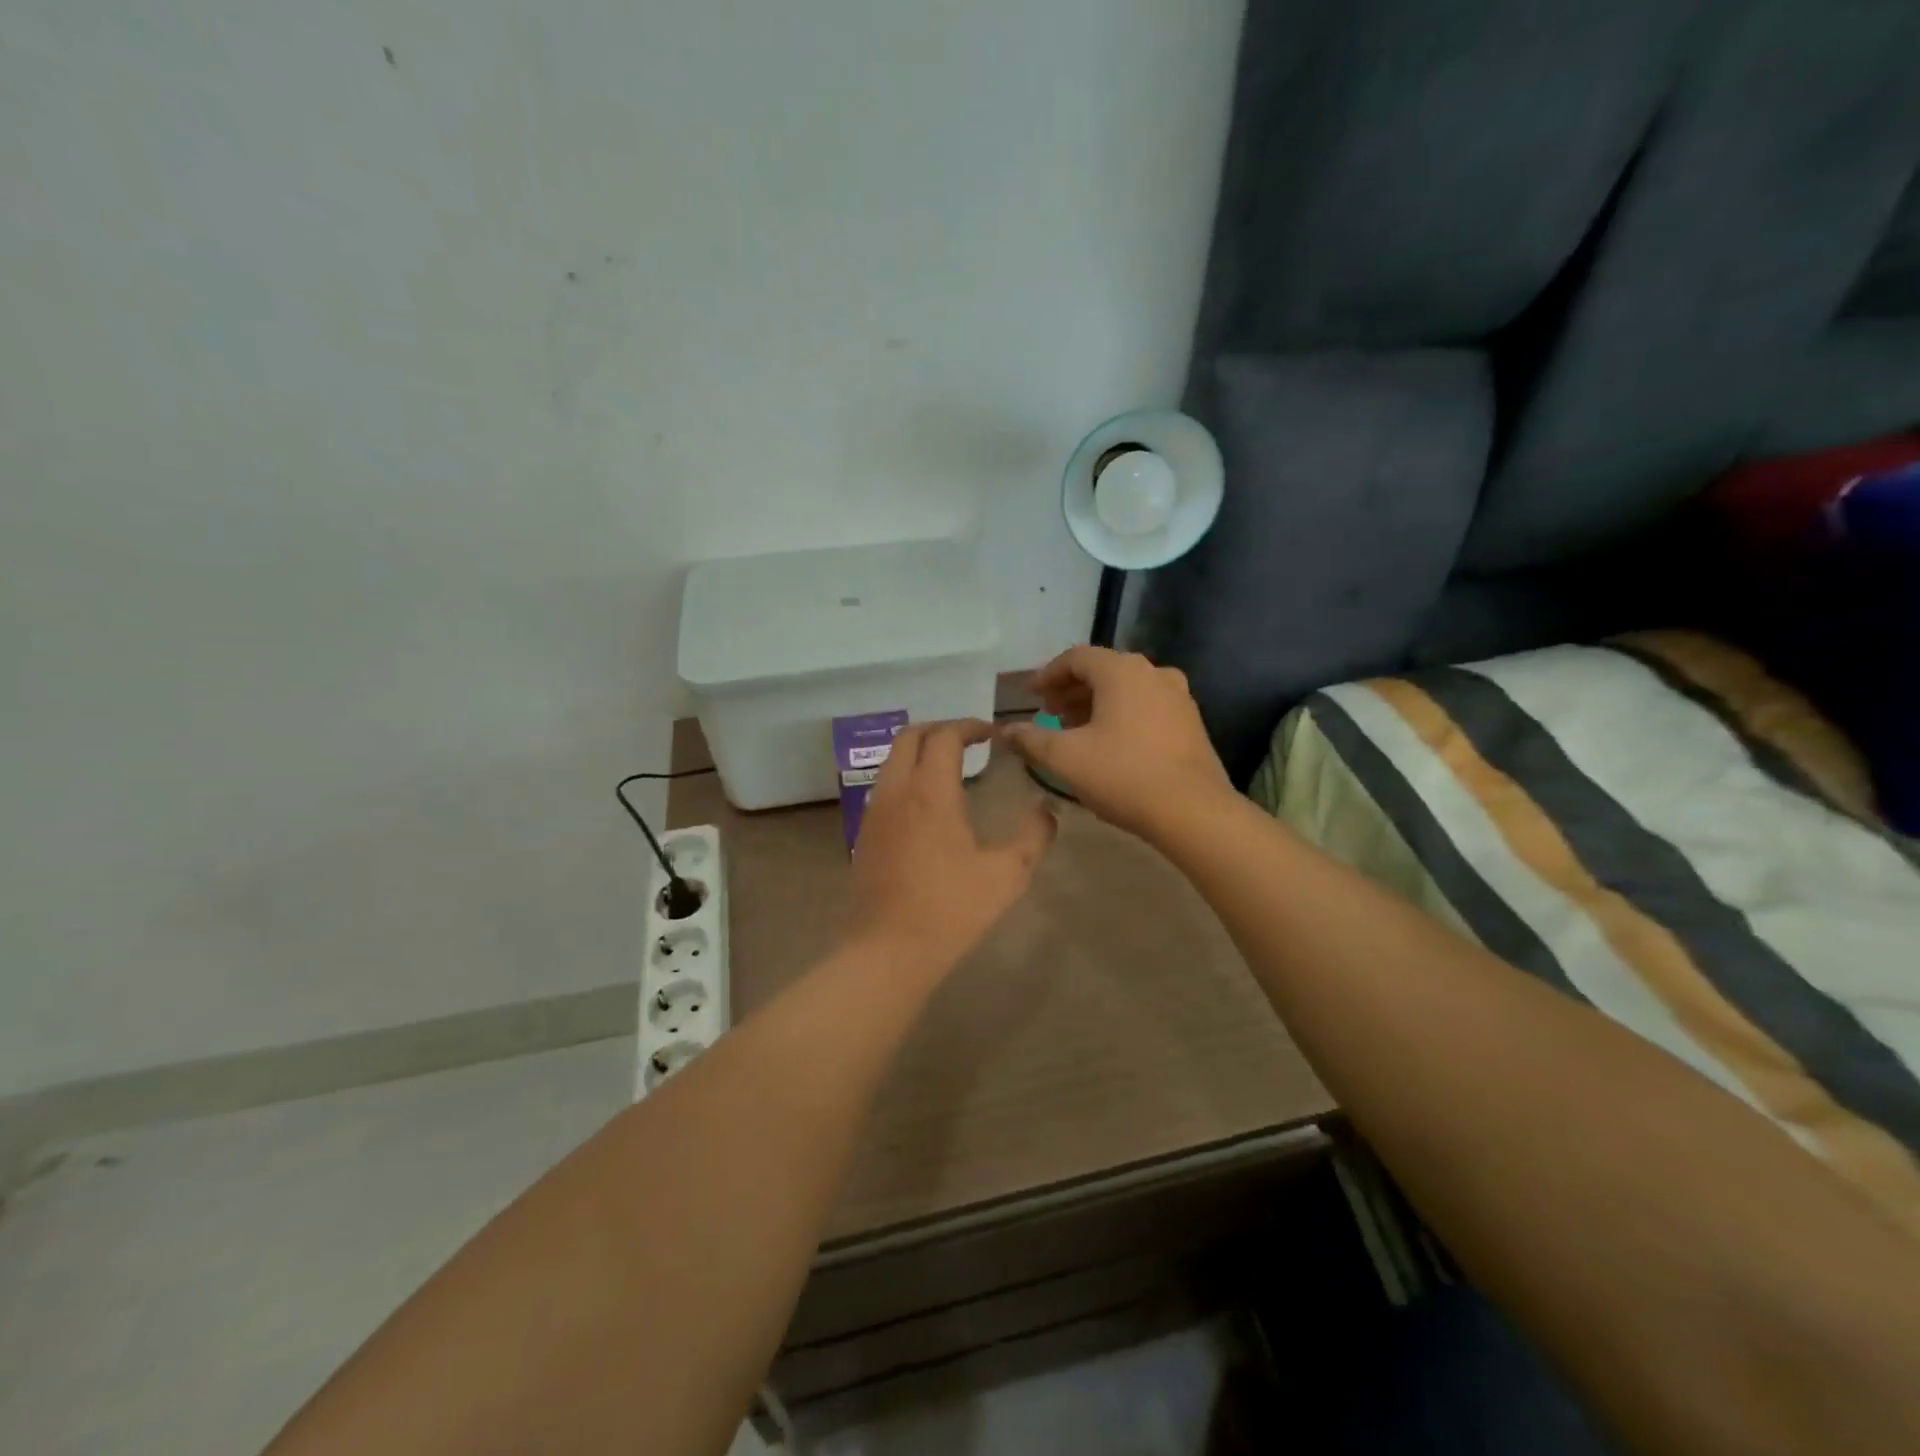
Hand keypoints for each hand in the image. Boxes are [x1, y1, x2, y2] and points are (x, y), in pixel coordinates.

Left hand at [844, 720, 1057, 977]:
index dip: (970, 726)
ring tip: (950, 768)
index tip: (992, 734)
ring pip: (892, 760)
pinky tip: (927, 805)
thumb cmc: (951, 909)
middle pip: (909, 736)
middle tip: (969, 741)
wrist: (887, 950)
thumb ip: (1033, 837)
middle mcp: (897, 791)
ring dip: (919, 751)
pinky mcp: (864, 834)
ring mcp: (875, 812)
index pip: (945, 736)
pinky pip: (884, 786)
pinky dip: (906, 776)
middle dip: (940, 729)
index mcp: (931, 792)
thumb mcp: (1007, 875)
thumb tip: (1048, 812)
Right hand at [1001, 646, 1231, 840]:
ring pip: (1126, 689)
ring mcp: (1177, 696)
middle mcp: (1153, 672)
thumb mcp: (1065, 758)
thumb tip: (1004, 731)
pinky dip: (1121, 714)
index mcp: (1121, 671)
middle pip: (1103, 670)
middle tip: (1049, 714)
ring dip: (1096, 703)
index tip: (1031, 696)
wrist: (1193, 811)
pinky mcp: (1190, 721)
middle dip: (1071, 690)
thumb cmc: (1123, 775)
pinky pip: (1146, 705)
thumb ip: (1030, 739)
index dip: (1048, 675)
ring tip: (1075, 730)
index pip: (1076, 657)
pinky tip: (1110, 743)